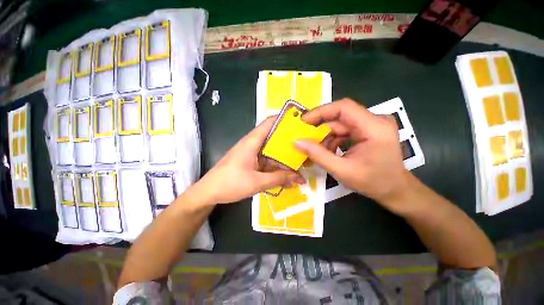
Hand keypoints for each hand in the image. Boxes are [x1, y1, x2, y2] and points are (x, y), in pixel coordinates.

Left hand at [193, 116, 303, 204]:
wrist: (209, 192)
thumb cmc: (230, 183)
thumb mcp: (257, 182)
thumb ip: (278, 178)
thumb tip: (298, 177)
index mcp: (252, 142)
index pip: (269, 122)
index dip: (284, 119)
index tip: (301, 121)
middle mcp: (253, 144)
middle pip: (274, 138)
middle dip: (290, 143)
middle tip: (306, 148)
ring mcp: (253, 154)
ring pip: (272, 152)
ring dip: (285, 160)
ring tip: (301, 167)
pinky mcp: (252, 162)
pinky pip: (268, 162)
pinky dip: (277, 168)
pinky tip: (287, 177)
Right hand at [294, 98, 411, 212]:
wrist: (395, 190)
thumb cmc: (373, 182)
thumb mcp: (342, 170)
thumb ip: (318, 155)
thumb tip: (296, 142)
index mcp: (374, 128)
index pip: (343, 107)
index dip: (320, 112)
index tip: (303, 122)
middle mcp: (375, 120)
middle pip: (340, 117)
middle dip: (319, 128)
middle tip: (303, 138)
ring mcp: (372, 124)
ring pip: (340, 124)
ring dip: (325, 136)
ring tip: (315, 150)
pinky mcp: (368, 130)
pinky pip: (344, 130)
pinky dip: (333, 140)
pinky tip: (327, 151)